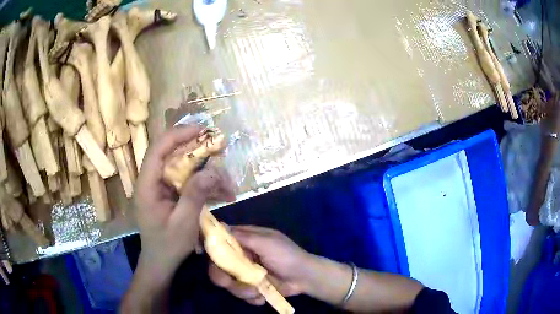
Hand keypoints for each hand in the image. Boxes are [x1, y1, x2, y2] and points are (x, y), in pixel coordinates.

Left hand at [135, 125, 235, 279]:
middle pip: (172, 154)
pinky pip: (187, 181)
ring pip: (183, 168)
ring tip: (227, 185)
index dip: (179, 135)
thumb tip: (212, 171)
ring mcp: (161, 187)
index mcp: (147, 185)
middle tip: (220, 150)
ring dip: (206, 172)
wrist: (161, 263)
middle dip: (197, 151)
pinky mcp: (170, 194)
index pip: (158, 149)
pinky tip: (221, 194)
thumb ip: (194, 196)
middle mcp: (152, 181)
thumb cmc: (168, 247)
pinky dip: (205, 185)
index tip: (202, 130)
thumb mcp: (183, 224)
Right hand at [208, 226, 313, 305]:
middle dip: (222, 276)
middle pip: (218, 265)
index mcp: (245, 241)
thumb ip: (244, 236)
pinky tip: (262, 297)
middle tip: (228, 282)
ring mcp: (246, 274)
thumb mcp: (267, 242)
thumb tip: (220, 225)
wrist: (305, 278)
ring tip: (257, 292)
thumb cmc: (287, 256)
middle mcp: (242, 257)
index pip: (220, 241)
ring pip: (229, 283)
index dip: (211, 247)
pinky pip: (242, 294)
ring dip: (241, 290)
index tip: (203, 254)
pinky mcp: (252, 288)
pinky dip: (251, 298)